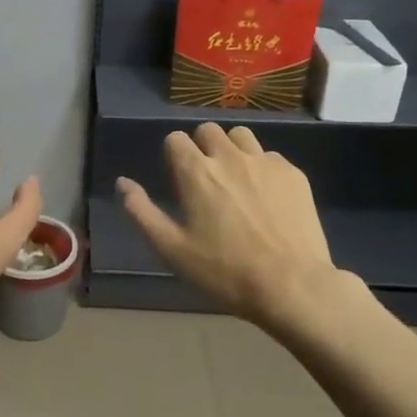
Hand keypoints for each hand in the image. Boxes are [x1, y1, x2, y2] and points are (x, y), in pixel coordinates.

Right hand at [116, 124, 347, 328]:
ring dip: (232, 150)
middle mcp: (229, 156)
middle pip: (208, 130)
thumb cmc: (225, 272)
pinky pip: (270, 156)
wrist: (292, 285)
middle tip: (206, 181)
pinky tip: (266, 197)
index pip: (176, 139)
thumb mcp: (172, 249)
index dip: (173, 156)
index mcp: (196, 172)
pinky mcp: (294, 174)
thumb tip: (123, 182)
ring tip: (235, 181)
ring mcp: (265, 162)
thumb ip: (142, 212)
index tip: (179, 182)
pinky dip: (262, 168)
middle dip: (202, 147)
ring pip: (241, 136)